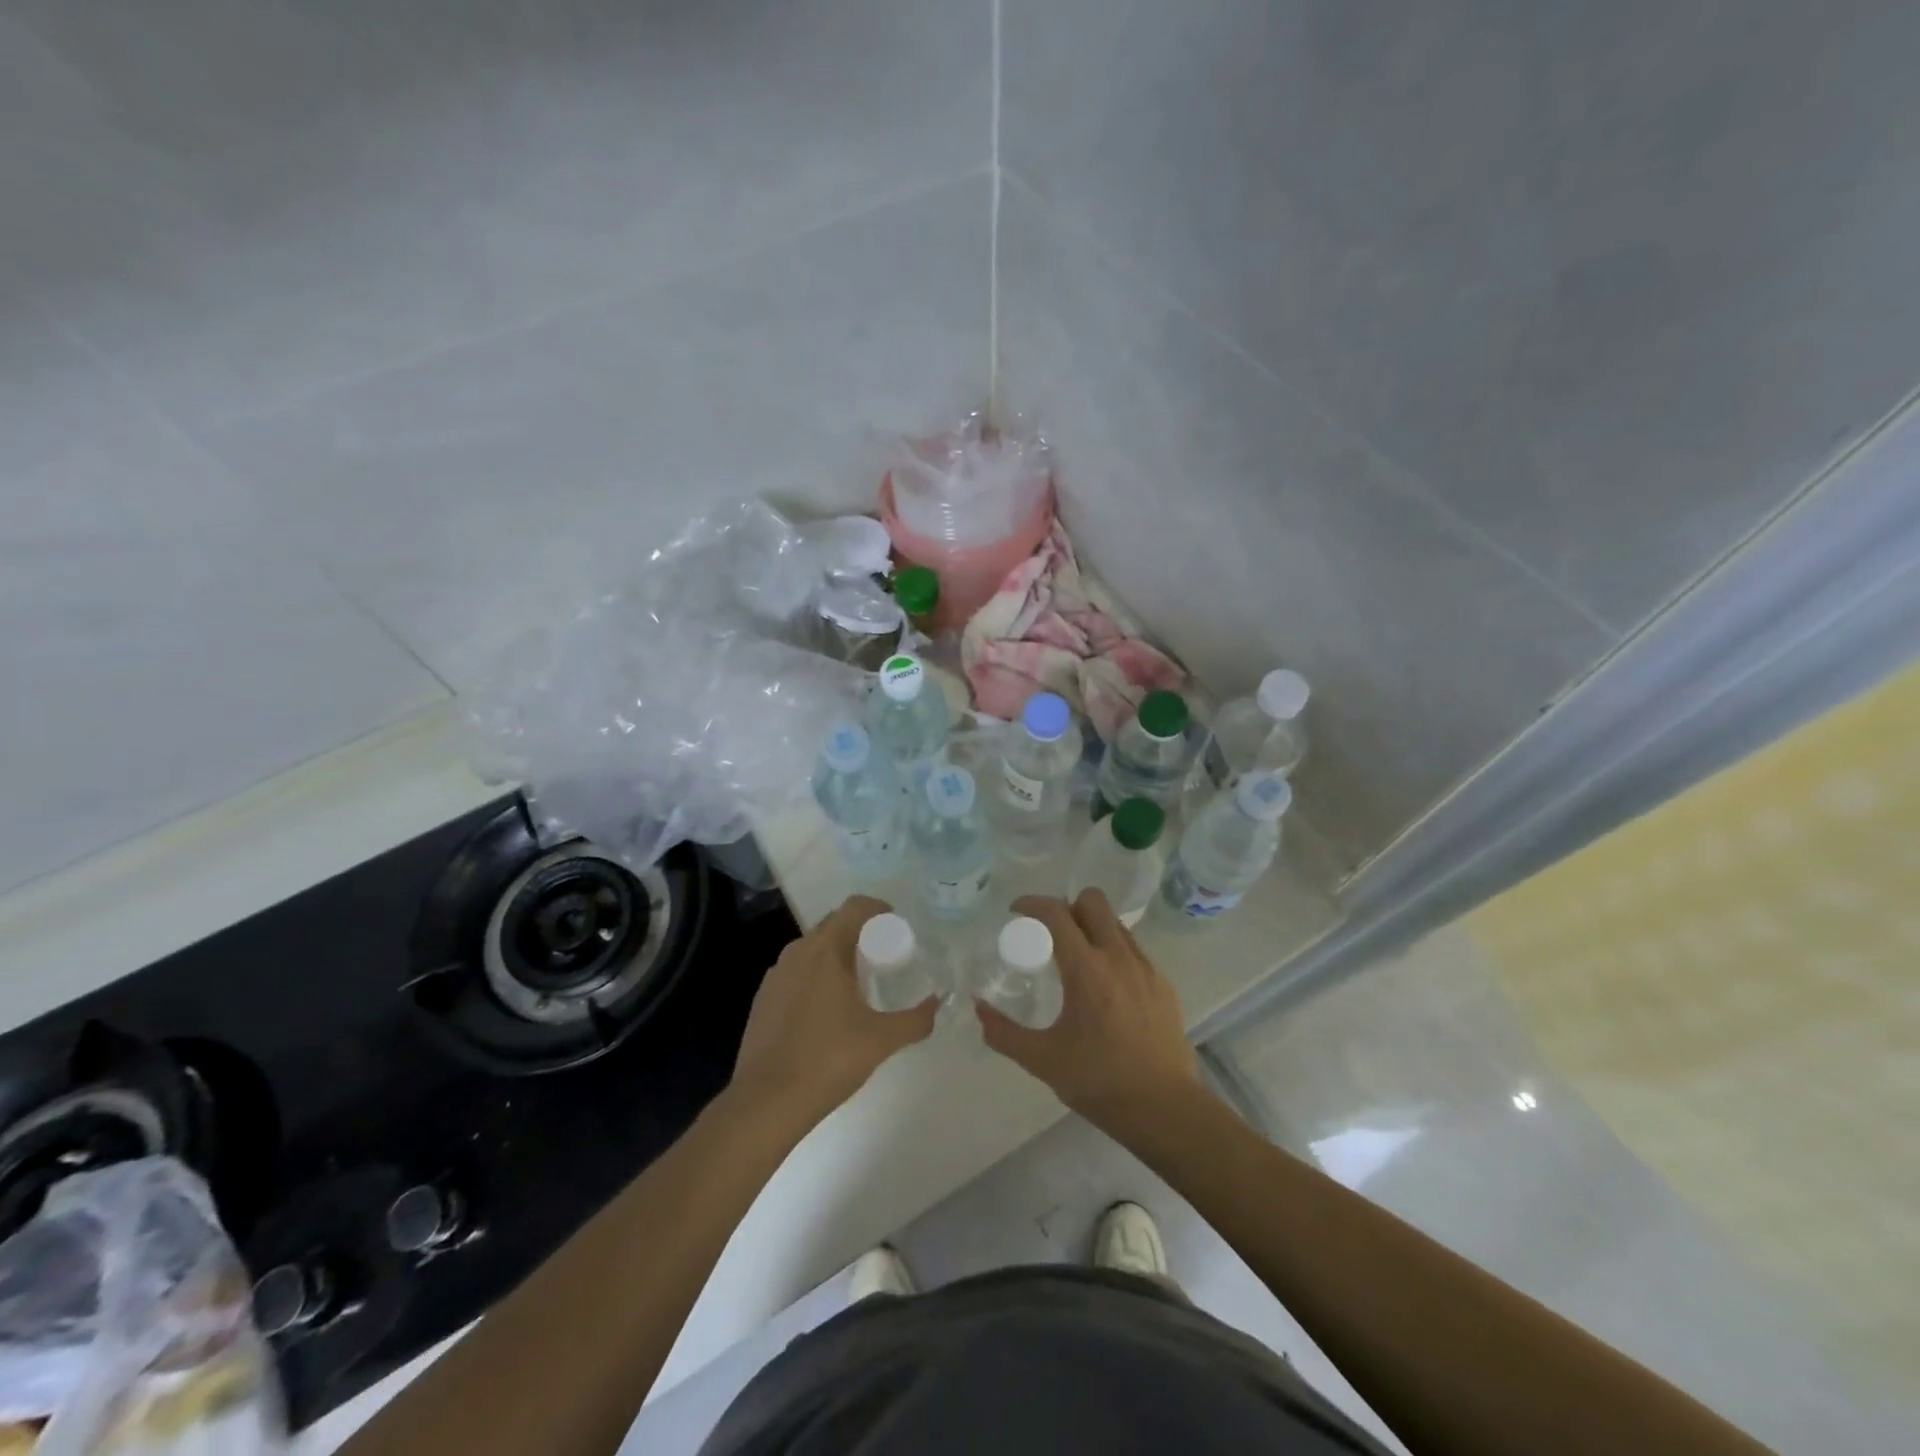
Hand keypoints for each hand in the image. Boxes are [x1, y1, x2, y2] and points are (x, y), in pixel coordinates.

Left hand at [731, 895, 936, 1124]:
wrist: (766, 1102)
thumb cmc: (828, 1059)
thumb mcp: (881, 1040)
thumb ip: (915, 1019)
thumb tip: (938, 1004)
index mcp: (825, 950)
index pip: (854, 907)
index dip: (878, 908)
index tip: (897, 925)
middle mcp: (797, 952)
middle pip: (833, 924)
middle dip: (860, 932)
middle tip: (884, 955)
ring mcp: (775, 975)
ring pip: (812, 949)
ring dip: (836, 954)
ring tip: (858, 981)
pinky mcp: (763, 999)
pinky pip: (796, 972)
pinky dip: (815, 976)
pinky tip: (827, 1008)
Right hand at [975, 890, 1201, 1131]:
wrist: (1165, 1110)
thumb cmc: (1099, 1082)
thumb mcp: (1042, 1060)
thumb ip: (1004, 1032)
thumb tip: (979, 1007)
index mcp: (1087, 969)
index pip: (1057, 913)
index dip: (1032, 903)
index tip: (1016, 912)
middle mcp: (1119, 957)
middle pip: (1093, 901)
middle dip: (1067, 907)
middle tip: (1050, 935)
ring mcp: (1146, 968)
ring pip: (1115, 923)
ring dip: (1092, 927)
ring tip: (1076, 960)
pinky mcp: (1163, 985)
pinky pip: (1133, 949)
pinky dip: (1113, 952)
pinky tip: (1105, 987)